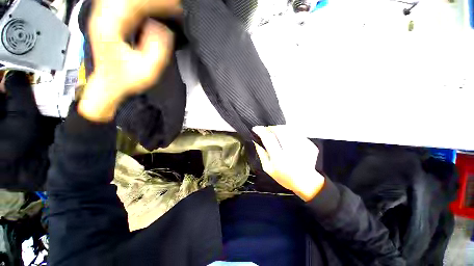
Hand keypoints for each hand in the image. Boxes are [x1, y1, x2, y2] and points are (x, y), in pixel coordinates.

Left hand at [78, 0, 177, 121]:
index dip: (160, 4)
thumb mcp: (148, 70)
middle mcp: (103, 17)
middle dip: (157, 0)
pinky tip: (153, 8)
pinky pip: (126, 3)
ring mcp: (104, 16)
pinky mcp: (109, 18)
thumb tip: (163, 28)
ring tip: (168, 6)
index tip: (178, 8)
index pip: (137, 4)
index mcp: (110, 28)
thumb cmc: (127, 80)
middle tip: (175, 6)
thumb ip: (158, 48)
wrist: (110, 84)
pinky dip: (143, 4)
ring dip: (150, 1)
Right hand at [253, 126, 324, 201]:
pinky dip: (289, 133)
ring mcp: (302, 147)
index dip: (260, 131)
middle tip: (267, 130)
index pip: (268, 139)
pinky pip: (296, 133)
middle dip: (271, 128)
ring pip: (288, 129)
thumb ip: (261, 153)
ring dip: (280, 129)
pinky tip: (287, 139)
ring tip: (277, 135)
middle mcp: (291, 151)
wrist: (305, 181)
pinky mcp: (309, 145)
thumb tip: (256, 141)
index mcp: (279, 159)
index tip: (256, 129)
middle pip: (279, 130)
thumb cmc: (284, 177)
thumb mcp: (268, 168)